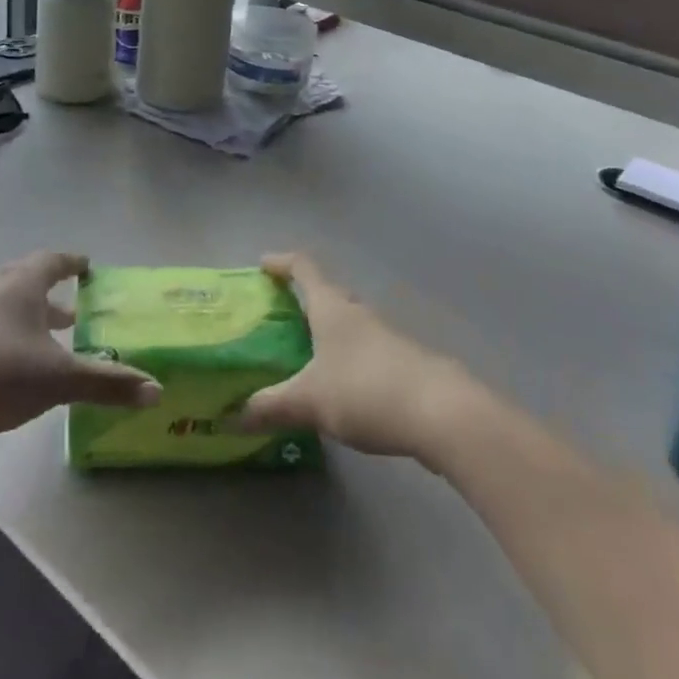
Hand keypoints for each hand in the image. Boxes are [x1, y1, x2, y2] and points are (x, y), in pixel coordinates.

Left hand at [0, 252, 160, 451]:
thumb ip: (108, 383)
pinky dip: (1, 331)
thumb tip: (157, 390)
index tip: (86, 266)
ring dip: (25, 314)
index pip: (52, 260)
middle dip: (50, 292)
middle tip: (72, 310)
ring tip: (42, 338)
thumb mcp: (60, 381)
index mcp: (21, 283)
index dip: (72, 262)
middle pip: (25, 278)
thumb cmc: (0, 377)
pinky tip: (5, 361)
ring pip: (1, 301)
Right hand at [237, 253, 472, 462]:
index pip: (304, 268)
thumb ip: (272, 406)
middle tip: (280, 317)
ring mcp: (386, 336)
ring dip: (328, 333)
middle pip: (328, 294)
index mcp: (331, 307)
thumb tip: (235, 416)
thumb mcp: (309, 401)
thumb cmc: (366, 390)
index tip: (263, 263)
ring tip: (306, 357)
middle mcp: (358, 312)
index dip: (282, 262)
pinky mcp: (405, 363)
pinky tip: (342, 389)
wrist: (442, 414)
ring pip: (349, 324)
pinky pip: (366, 351)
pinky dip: (348, 359)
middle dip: (304, 301)